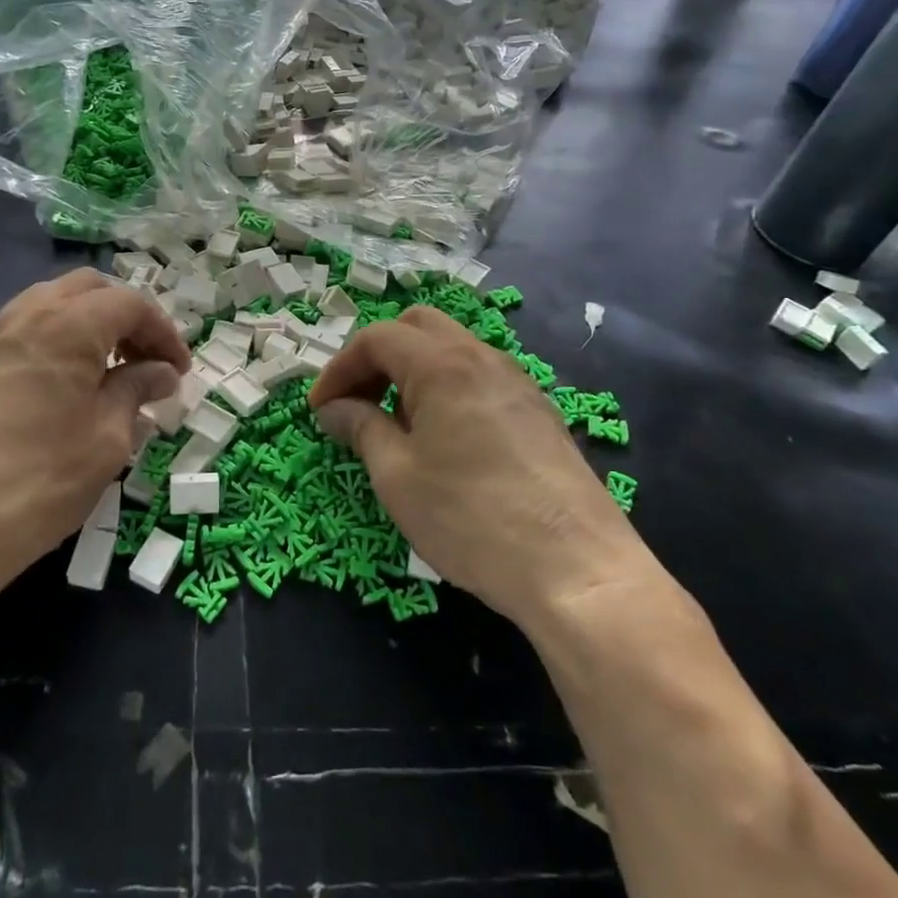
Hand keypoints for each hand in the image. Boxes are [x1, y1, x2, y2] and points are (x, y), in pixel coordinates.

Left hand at [0, 269, 188, 603]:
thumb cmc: (36, 482)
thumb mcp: (106, 439)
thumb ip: (136, 391)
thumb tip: (161, 372)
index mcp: (67, 325)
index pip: (130, 304)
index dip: (163, 333)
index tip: (179, 372)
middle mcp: (24, 315)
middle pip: (87, 290)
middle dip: (125, 316)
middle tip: (145, 361)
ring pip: (49, 305)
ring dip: (87, 325)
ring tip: (106, 372)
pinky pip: (19, 331)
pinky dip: (52, 341)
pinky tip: (59, 387)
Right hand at [308, 305, 657, 628]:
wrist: (577, 569)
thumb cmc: (471, 518)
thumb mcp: (398, 477)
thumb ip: (361, 428)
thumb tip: (334, 409)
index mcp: (443, 365)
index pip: (377, 338)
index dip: (339, 368)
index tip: (320, 410)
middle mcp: (482, 358)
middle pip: (417, 328)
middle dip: (377, 357)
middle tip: (357, 402)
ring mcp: (517, 383)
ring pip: (452, 351)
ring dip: (412, 373)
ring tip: (395, 425)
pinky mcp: (538, 412)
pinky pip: (479, 378)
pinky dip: (445, 389)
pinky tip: (442, 440)